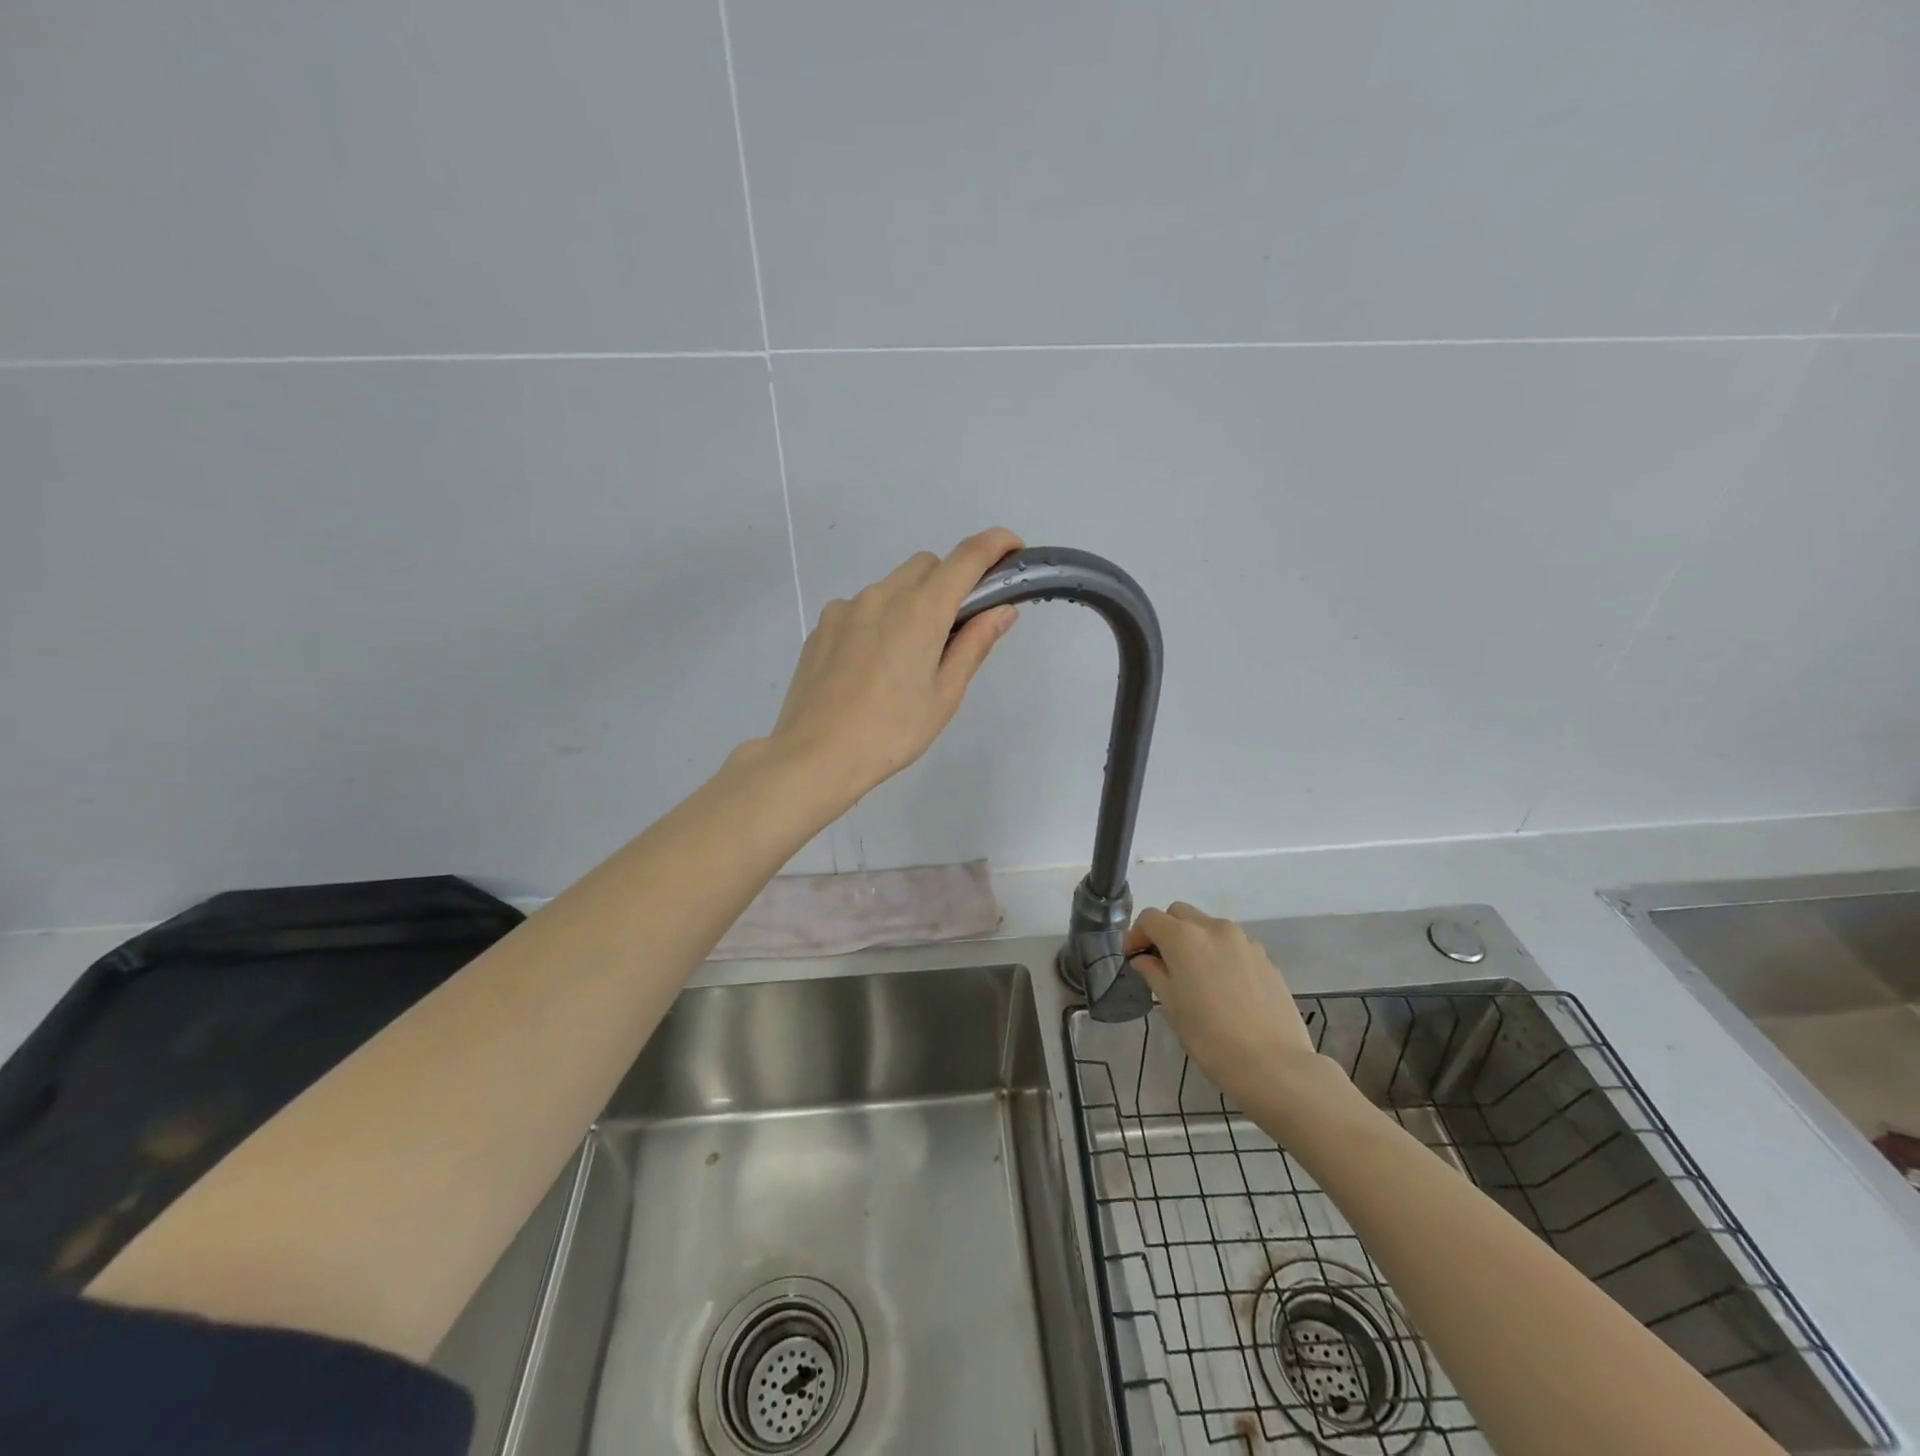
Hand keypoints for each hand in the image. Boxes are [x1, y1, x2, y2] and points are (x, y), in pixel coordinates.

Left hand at [769, 528, 1022, 805]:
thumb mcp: (944, 694)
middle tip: (955, 629)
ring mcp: (845, 608)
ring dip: (912, 602)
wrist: (815, 755)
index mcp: (920, 610)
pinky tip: (872, 665)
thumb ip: (974, 644)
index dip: (995, 544)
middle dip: (950, 582)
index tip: (1012, 549)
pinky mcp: (822, 626)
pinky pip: (862, 607)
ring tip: (907, 658)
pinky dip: (880, 619)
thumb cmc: (891, 731)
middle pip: (927, 565)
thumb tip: (1001, 610)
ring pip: (892, 585)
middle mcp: (882, 595)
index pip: (966, 557)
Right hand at [1125, 903, 1322, 1108]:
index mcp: (1184, 937)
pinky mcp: (1265, 958)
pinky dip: (1219, 954)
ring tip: (1194, 976)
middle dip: (1165, 930)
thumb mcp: (1171, 1007)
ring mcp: (1244, 941)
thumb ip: (1154, 973)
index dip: (1136, 934)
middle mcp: (1214, 929)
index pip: (1150, 918)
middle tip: (1160, 962)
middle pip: (1180, 914)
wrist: (1274, 1065)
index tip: (1132, 957)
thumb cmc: (1210, 1038)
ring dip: (1194, 940)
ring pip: (1208, 927)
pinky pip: (1233, 945)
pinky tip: (1223, 987)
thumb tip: (1144, 959)